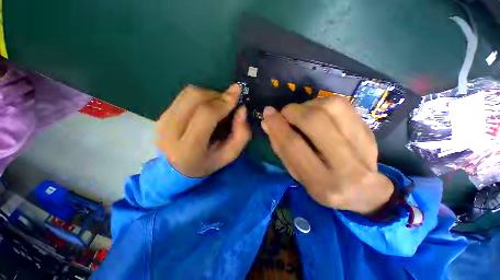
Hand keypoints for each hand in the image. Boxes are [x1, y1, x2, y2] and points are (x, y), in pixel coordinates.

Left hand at [156, 84, 250, 176]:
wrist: (176, 169)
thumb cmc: (207, 163)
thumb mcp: (230, 154)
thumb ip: (241, 134)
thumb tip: (242, 109)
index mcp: (189, 148)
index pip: (206, 115)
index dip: (222, 102)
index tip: (236, 94)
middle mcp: (171, 132)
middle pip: (195, 98)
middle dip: (217, 95)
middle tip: (228, 102)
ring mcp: (163, 121)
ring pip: (189, 93)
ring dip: (209, 94)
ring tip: (218, 105)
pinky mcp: (162, 115)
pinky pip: (184, 96)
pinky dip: (200, 97)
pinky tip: (206, 107)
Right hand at [261, 97, 393, 214]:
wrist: (365, 192)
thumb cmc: (323, 186)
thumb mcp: (297, 174)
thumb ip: (281, 148)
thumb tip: (267, 122)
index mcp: (322, 183)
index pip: (294, 146)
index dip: (278, 126)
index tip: (268, 113)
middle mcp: (347, 167)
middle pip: (315, 122)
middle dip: (293, 111)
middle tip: (285, 113)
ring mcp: (364, 146)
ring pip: (331, 107)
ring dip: (308, 105)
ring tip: (302, 114)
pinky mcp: (370, 132)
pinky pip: (343, 104)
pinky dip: (323, 103)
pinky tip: (318, 113)